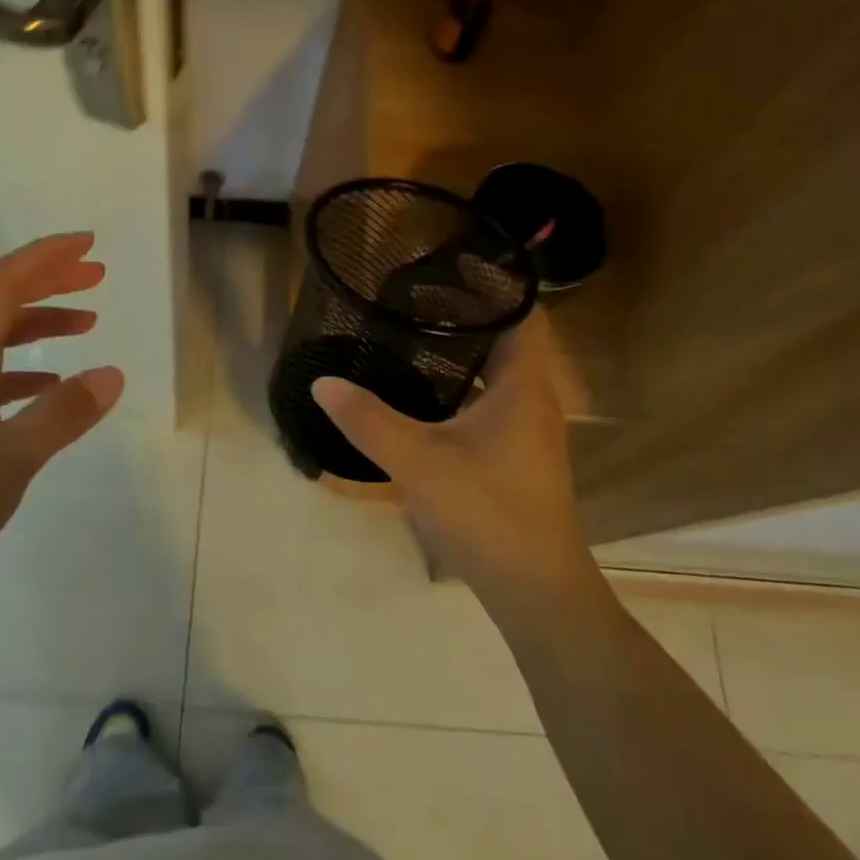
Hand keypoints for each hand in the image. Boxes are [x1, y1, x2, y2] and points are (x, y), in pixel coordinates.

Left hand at [0, 232, 123, 609]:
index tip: (88, 244)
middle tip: (96, 273)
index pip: (2, 283)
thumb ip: (61, 415)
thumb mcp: (6, 460)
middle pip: (0, 301)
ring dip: (42, 323)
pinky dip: (27, 369)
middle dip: (49, 280)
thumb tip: (113, 374)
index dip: (45, 257)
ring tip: (88, 323)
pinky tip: (50, 386)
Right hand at [311, 316, 599, 625]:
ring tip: (414, 335)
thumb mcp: (417, 462)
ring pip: (501, 374)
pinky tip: (428, 396)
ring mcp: (530, 432)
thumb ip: (367, 419)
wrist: (536, 592)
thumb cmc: (486, 513)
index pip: (524, 313)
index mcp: (523, 386)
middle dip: (467, 315)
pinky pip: (494, 402)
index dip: (494, 285)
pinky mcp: (519, 457)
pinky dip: (466, 387)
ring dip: (466, 353)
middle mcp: (534, 400)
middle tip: (415, 297)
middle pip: (509, 339)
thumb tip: (322, 382)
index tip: (447, 268)